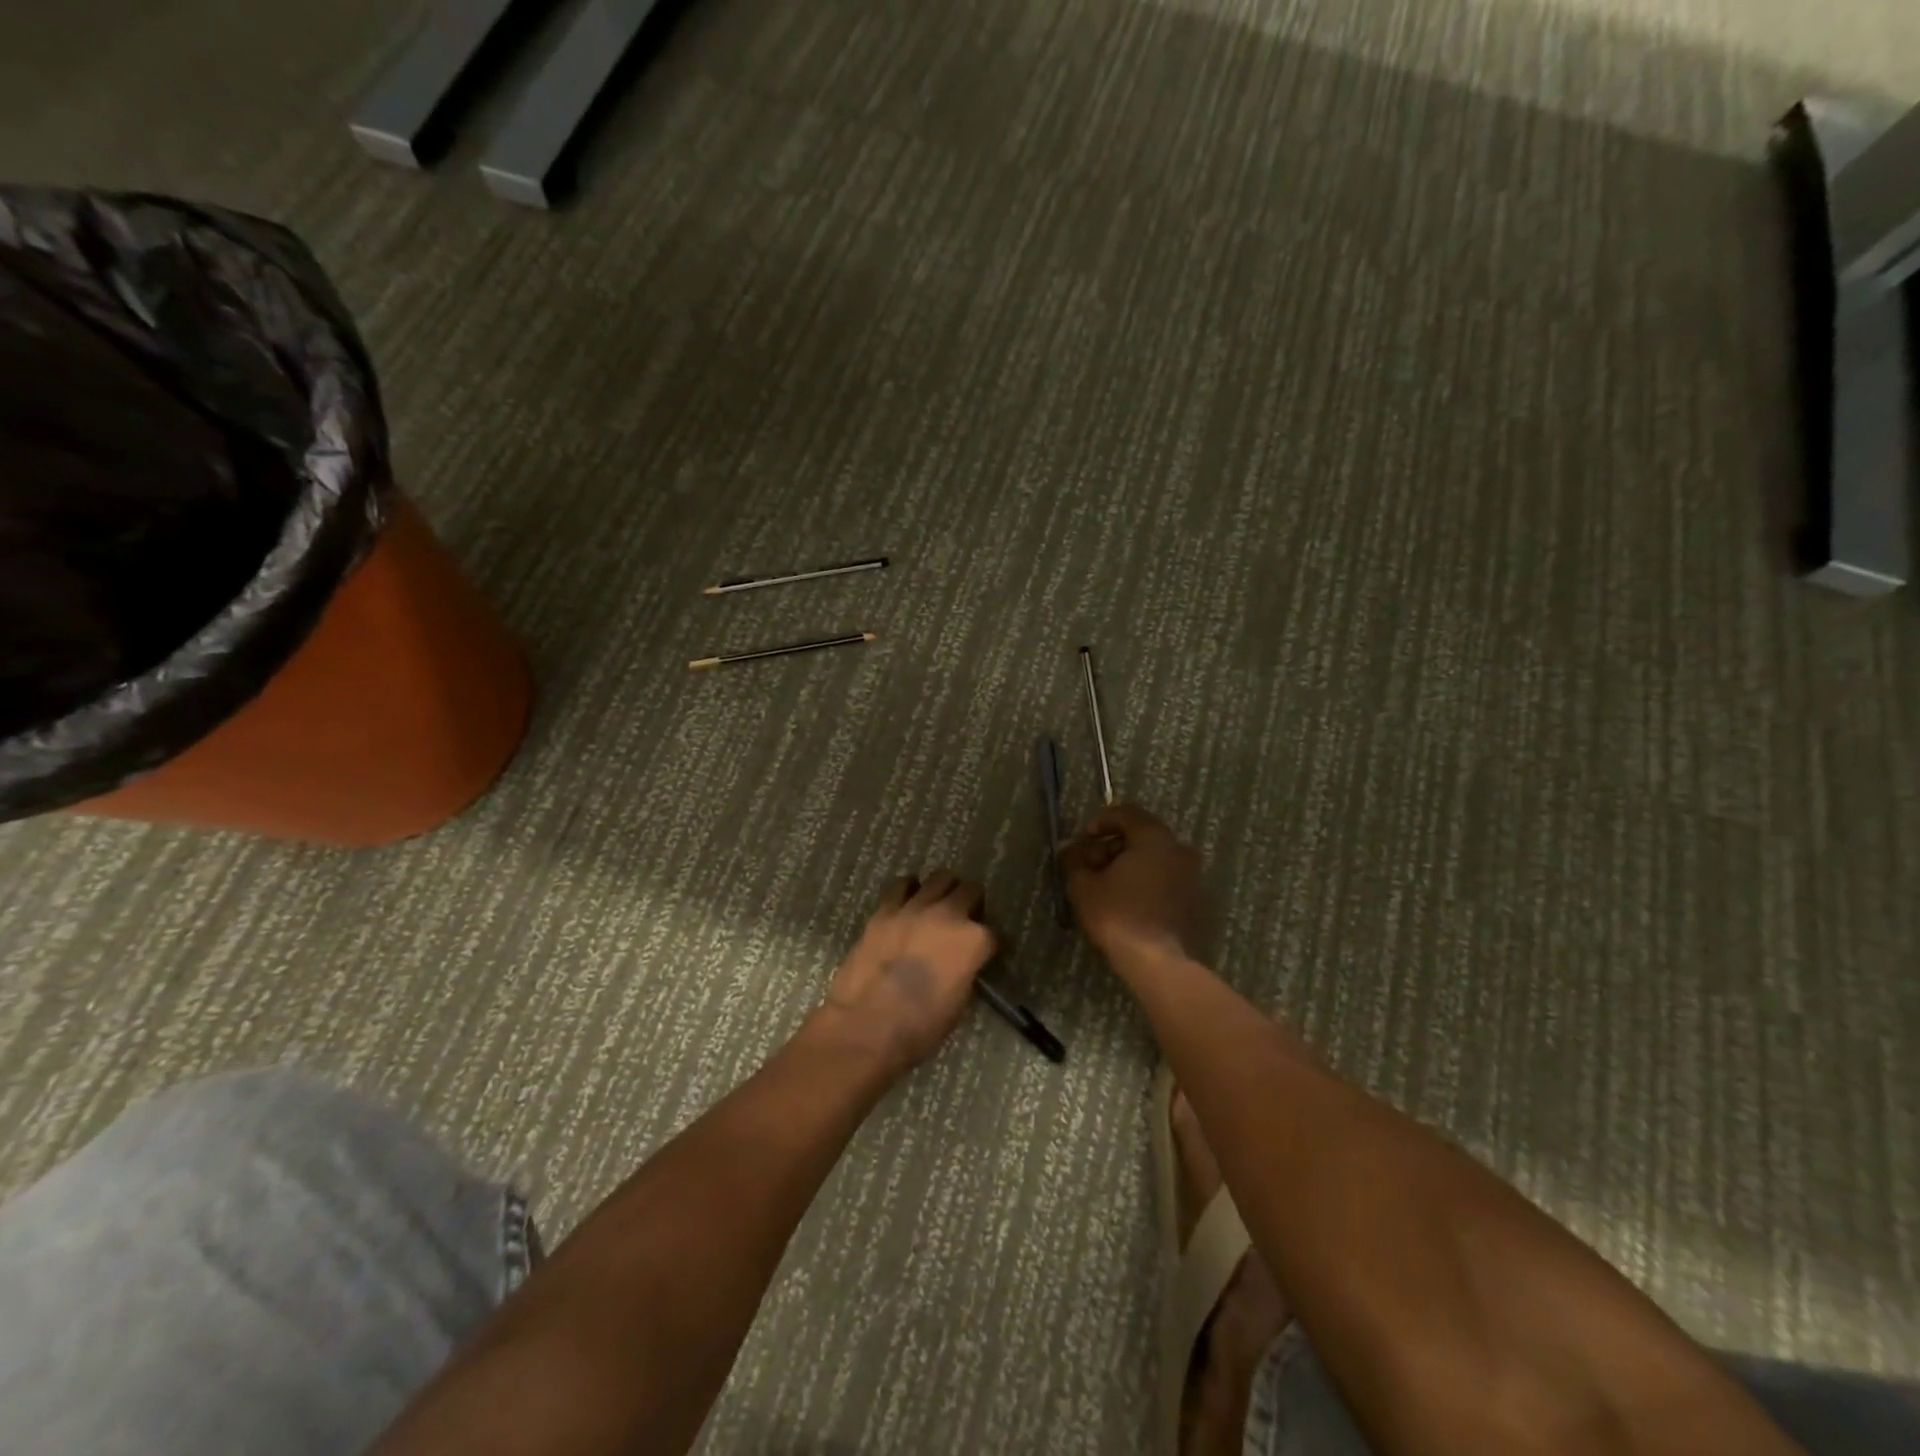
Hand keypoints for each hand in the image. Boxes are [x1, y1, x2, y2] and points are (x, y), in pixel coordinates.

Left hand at [822, 871, 997, 1070]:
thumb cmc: (920, 1027)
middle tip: (966, 917)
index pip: (993, 933)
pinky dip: (909, 888)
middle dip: (973, 902)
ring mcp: (915, 908)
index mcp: (973, 941)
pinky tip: (909, 897)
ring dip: (944, 889)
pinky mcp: (885, 910)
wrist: (867, 1026)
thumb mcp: (959, 1004)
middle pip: (970, 891)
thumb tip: (961, 965)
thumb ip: (965, 973)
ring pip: (939, 879)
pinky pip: (901, 886)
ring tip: (939, 902)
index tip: (984, 952)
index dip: (989, 944)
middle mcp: (949, 915)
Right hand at [1058, 803, 1206, 962]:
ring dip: (1131, 866)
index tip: (1084, 838)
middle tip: (1092, 865)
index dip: (1102, 821)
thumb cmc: (1117, 915)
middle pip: (1142, 836)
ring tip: (1108, 886)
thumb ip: (1074, 860)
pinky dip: (1147, 883)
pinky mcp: (1196, 901)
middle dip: (1114, 846)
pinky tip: (1129, 902)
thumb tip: (1066, 847)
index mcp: (1154, 838)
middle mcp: (1179, 850)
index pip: (1127, 813)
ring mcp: (1192, 876)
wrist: (1157, 962)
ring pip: (1156, 859)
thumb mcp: (1084, 885)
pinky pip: (1166, 880)